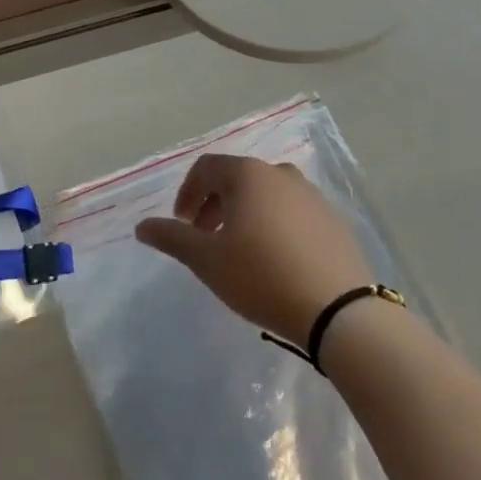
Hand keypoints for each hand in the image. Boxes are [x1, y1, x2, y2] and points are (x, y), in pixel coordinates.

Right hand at [135, 154, 373, 346]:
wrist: (338, 310)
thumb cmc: (261, 276)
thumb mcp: (207, 260)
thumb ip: (172, 238)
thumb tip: (142, 226)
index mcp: (248, 174)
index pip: (206, 168)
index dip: (187, 194)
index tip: (182, 226)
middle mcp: (280, 174)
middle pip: (236, 178)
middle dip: (214, 205)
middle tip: (206, 240)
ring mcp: (311, 195)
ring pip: (266, 194)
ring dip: (244, 214)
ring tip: (239, 251)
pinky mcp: (333, 219)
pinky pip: (292, 211)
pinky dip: (274, 224)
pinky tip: (275, 260)